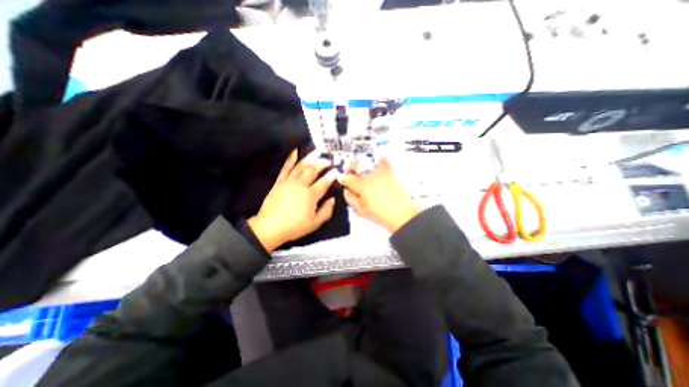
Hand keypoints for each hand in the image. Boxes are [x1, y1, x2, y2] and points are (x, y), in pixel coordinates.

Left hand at [249, 150, 337, 252]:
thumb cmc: (294, 227)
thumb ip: (326, 211)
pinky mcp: (279, 182)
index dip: (331, 175)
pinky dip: (290, 159)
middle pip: (313, 170)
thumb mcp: (315, 224)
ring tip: (316, 151)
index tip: (336, 170)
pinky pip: (285, 168)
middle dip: (322, 163)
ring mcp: (289, 182)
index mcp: (310, 195)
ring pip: (301, 166)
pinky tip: (294, 151)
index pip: (324, 182)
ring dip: (309, 157)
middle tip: (327, 159)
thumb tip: (333, 200)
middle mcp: (300, 185)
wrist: (270, 228)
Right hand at [339, 157, 418, 232]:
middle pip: (356, 166)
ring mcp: (380, 174)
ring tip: (361, 166)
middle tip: (349, 169)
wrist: (401, 214)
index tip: (342, 178)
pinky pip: (385, 162)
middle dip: (350, 166)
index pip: (347, 178)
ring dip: (362, 163)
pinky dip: (381, 159)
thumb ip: (351, 199)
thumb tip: (346, 192)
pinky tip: (378, 159)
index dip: (342, 178)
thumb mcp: (361, 211)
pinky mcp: (390, 174)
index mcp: (361, 186)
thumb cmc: (382, 214)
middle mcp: (370, 177)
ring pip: (367, 162)